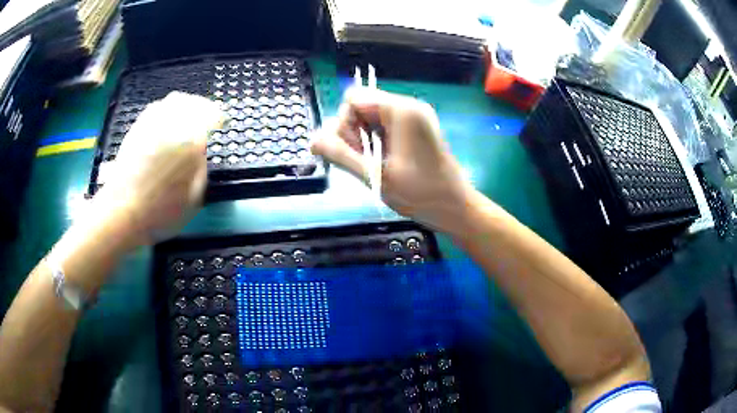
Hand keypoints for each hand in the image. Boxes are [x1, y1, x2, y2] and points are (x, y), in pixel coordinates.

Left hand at [92, 92, 223, 246]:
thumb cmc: (161, 211)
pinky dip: (166, 110)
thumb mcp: (194, 198)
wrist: (123, 210)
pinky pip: (156, 108)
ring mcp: (152, 124)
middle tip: (207, 115)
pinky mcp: (137, 128)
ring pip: (173, 101)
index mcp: (192, 141)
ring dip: (185, 105)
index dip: (219, 117)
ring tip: (188, 115)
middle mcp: (173, 125)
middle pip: (193, 102)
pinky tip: (166, 122)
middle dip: (203, 107)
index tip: (221, 122)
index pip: (211, 116)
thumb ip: (202, 169)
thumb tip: (201, 152)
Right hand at [311, 87, 474, 232]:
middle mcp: (408, 106)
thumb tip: (312, 141)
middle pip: (361, 106)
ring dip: (362, 140)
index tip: (354, 152)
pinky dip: (374, 142)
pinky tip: (380, 163)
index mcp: (402, 110)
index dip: (345, 124)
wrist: (455, 209)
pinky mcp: (414, 129)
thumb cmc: (420, 194)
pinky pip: (382, 127)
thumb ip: (341, 156)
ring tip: (373, 166)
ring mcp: (413, 117)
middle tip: (364, 162)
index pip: (354, 98)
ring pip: (369, 118)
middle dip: (353, 133)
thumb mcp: (376, 176)